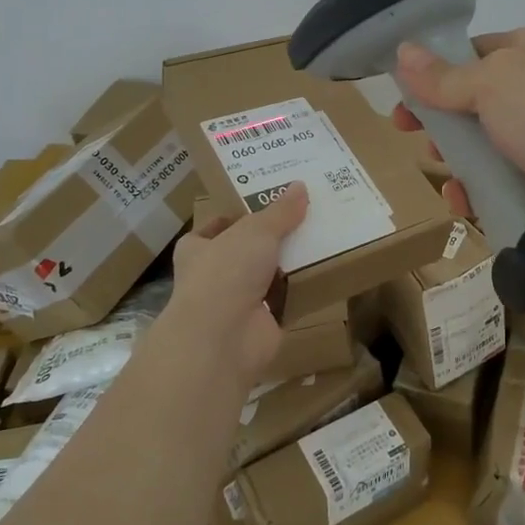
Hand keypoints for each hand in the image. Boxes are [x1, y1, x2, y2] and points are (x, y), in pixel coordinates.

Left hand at [165, 184, 307, 388]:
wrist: (223, 338)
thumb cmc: (227, 273)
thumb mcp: (256, 230)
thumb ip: (279, 211)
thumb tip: (300, 186)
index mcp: (198, 250)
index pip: (212, 230)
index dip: (232, 218)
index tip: (260, 206)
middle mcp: (213, 277)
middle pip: (245, 252)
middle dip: (270, 239)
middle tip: (304, 217)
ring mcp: (236, 304)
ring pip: (267, 276)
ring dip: (289, 264)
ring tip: (322, 238)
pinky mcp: (261, 324)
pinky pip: (286, 300)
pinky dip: (302, 289)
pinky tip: (326, 270)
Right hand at [389, 27, 524, 270]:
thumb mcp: (493, 85)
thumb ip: (444, 76)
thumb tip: (404, 51)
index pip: (472, 51)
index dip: (433, 70)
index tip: (399, 93)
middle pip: (474, 102)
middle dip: (440, 120)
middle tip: (410, 135)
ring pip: (485, 147)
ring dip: (457, 162)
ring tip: (441, 174)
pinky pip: (502, 186)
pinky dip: (479, 194)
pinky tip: (464, 205)